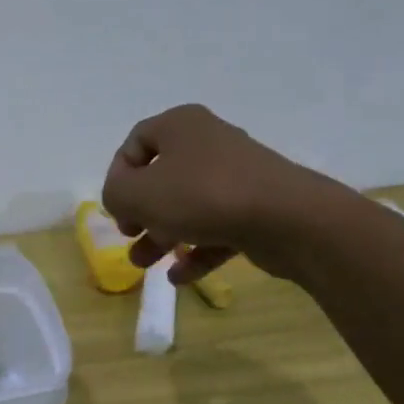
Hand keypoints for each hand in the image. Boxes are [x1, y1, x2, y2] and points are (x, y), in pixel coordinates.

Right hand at [102, 104, 331, 283]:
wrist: (288, 218)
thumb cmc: (202, 195)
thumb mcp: (138, 194)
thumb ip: (115, 194)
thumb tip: (122, 199)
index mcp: (180, 125)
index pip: (136, 143)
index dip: (119, 176)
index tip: (117, 208)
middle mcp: (208, 142)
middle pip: (161, 177)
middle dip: (140, 212)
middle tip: (130, 235)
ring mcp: (236, 175)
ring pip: (188, 205)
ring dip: (162, 236)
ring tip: (145, 265)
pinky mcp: (257, 207)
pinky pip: (217, 227)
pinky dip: (197, 250)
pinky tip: (180, 277)